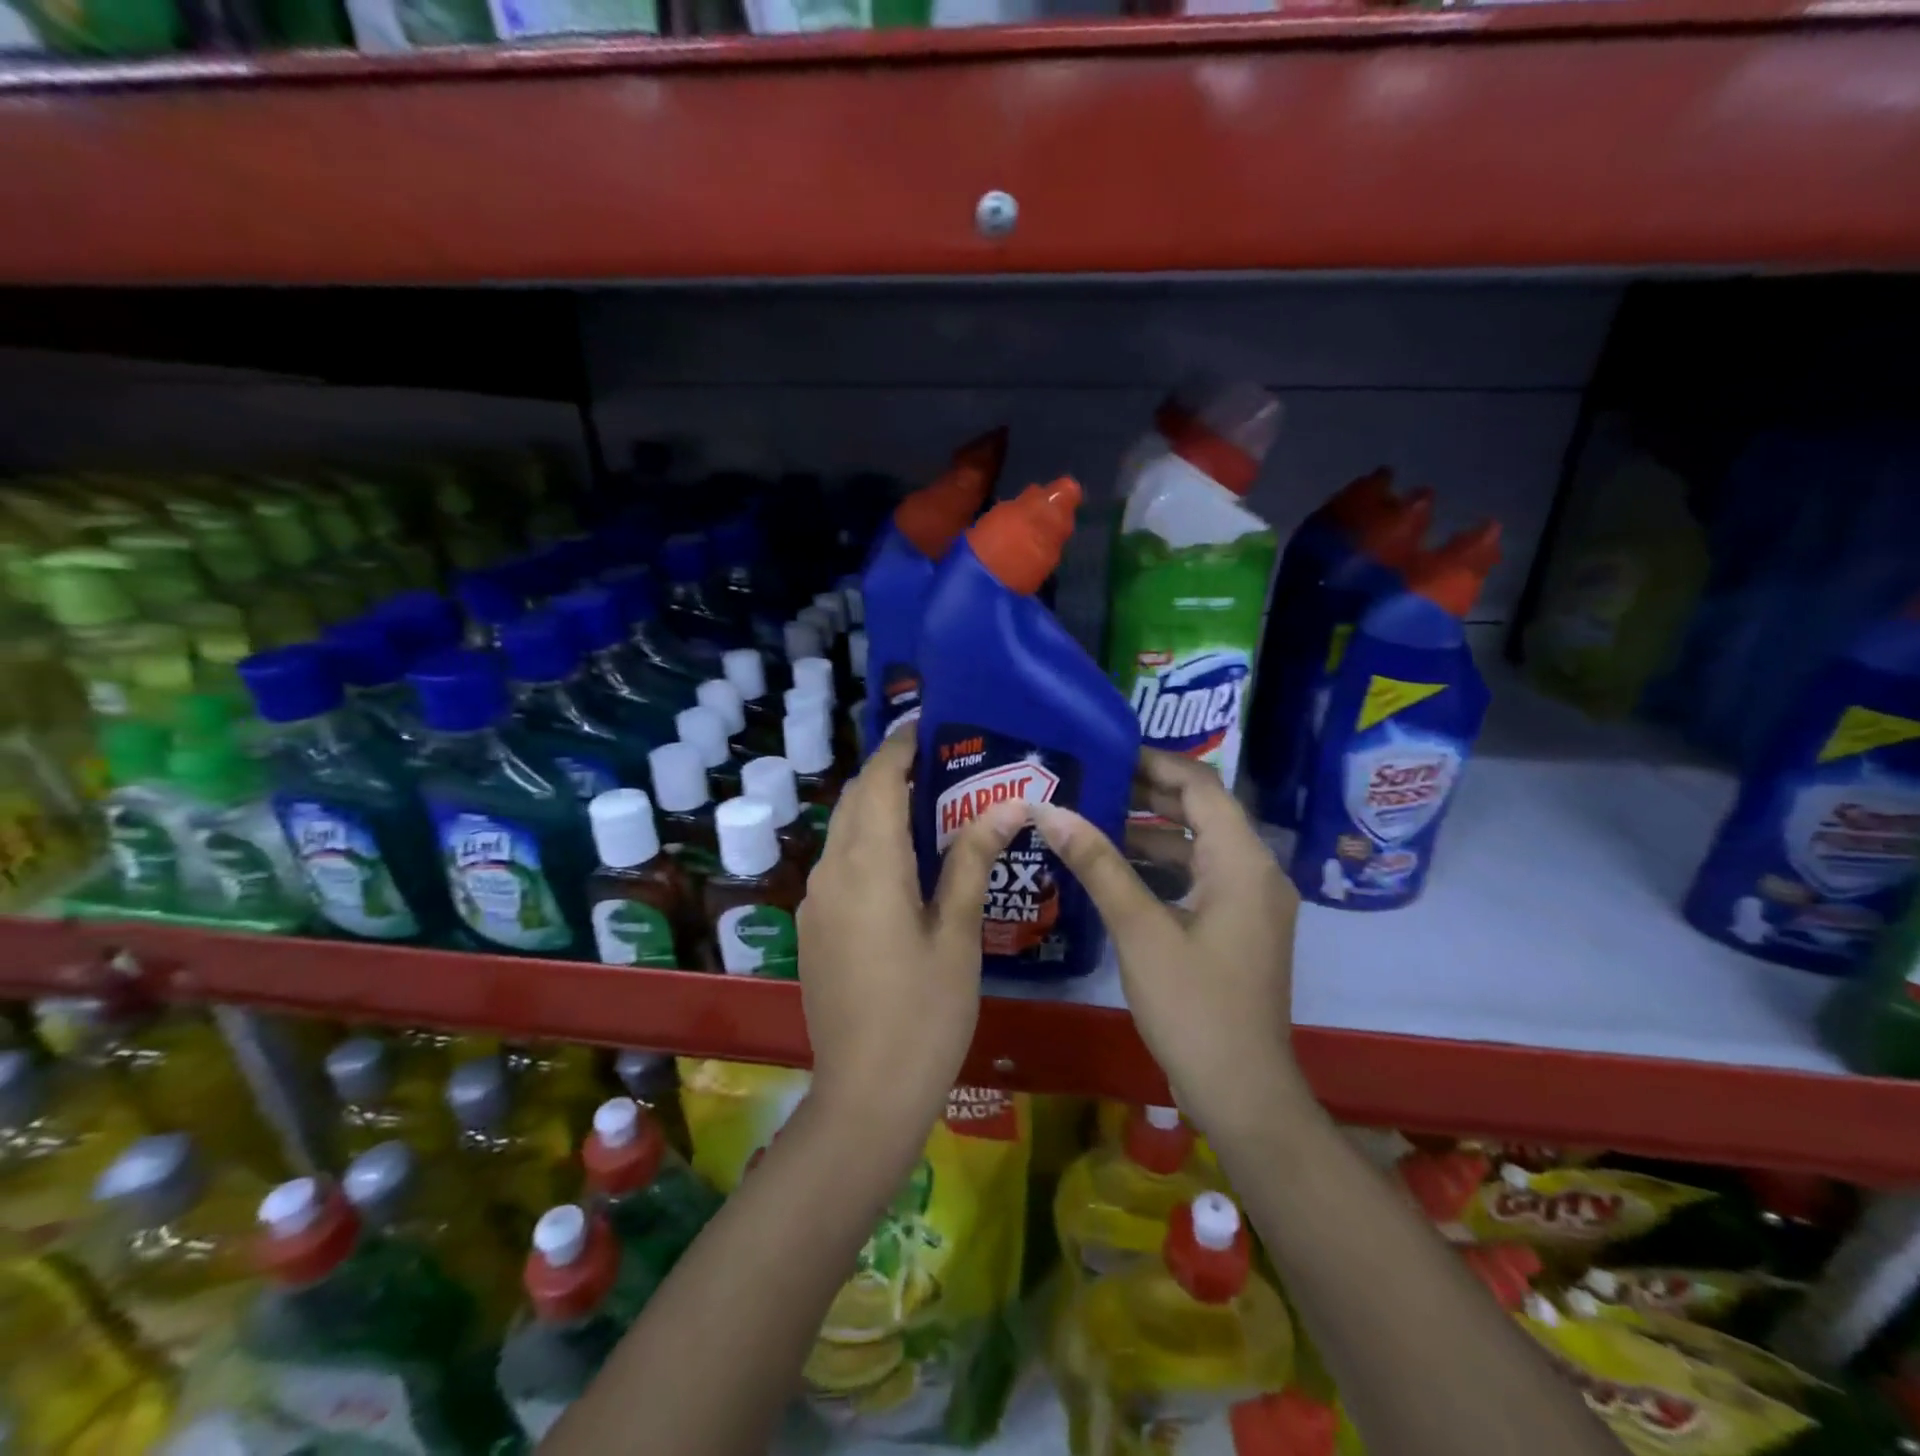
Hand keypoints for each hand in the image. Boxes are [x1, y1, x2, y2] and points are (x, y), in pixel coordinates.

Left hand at [797, 727, 1029, 1142]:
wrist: (866, 1095)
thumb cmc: (926, 1013)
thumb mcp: (957, 934)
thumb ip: (971, 861)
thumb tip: (1007, 806)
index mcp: (870, 866)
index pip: (879, 783)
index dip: (899, 749)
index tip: (925, 726)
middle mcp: (831, 872)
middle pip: (855, 800)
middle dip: (887, 772)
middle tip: (934, 763)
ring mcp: (815, 902)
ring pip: (842, 832)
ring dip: (874, 807)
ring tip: (923, 803)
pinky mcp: (813, 928)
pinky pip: (837, 865)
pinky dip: (864, 842)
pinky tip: (898, 861)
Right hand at [1033, 750, 1306, 1134]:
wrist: (1243, 1092)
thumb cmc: (1194, 1007)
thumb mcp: (1139, 930)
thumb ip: (1098, 865)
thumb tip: (1051, 811)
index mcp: (1242, 862)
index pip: (1202, 785)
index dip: (1156, 762)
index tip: (1106, 751)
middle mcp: (1256, 872)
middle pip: (1202, 811)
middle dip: (1148, 793)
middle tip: (1091, 780)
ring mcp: (1251, 902)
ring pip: (1198, 847)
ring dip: (1150, 831)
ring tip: (1092, 818)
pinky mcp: (1239, 927)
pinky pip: (1199, 877)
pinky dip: (1161, 866)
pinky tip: (1115, 870)